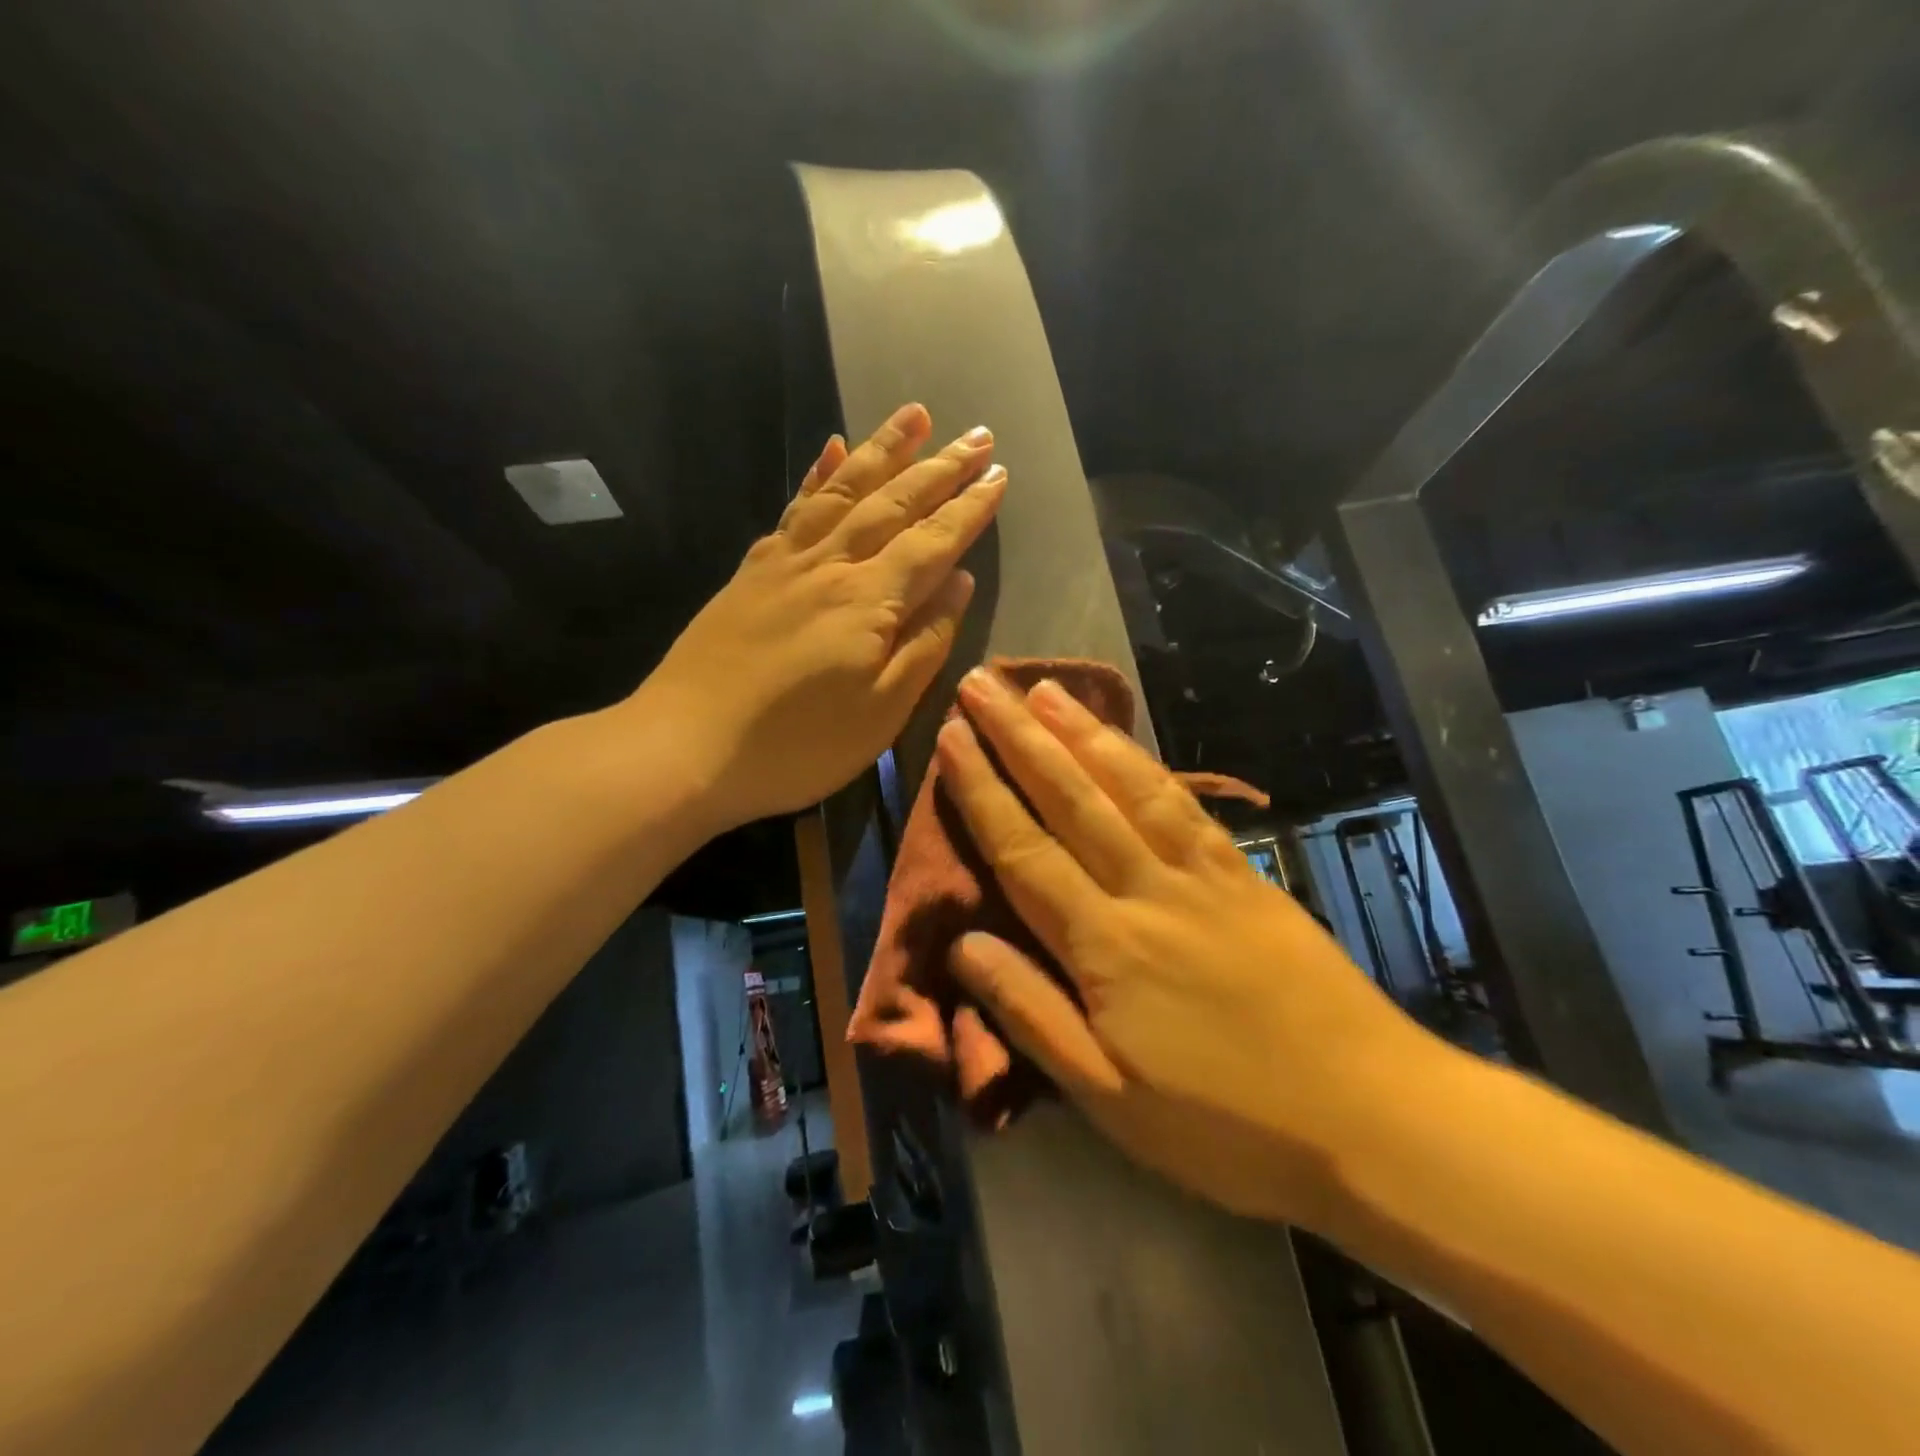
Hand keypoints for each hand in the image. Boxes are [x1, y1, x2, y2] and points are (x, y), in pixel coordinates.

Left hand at [638, 404, 1006, 830]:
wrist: (684, 747)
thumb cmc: (797, 744)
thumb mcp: (881, 711)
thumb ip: (925, 642)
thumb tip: (960, 583)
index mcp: (869, 601)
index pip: (933, 542)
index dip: (969, 509)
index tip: (999, 475)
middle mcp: (830, 565)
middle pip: (893, 504)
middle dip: (940, 467)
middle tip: (977, 435)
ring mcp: (786, 562)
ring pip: (843, 491)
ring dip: (882, 449)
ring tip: (913, 415)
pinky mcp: (752, 571)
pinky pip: (795, 507)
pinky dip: (818, 474)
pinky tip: (831, 449)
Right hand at [935, 668, 1435, 1229]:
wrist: (1374, 1116)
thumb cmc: (1228, 1124)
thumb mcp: (1109, 1099)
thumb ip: (1031, 1015)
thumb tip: (963, 945)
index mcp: (1105, 946)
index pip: (1024, 850)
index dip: (982, 790)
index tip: (951, 737)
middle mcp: (1147, 891)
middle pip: (1071, 798)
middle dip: (1019, 736)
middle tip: (983, 684)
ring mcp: (1201, 876)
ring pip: (1128, 787)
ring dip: (1081, 732)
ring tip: (1046, 689)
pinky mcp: (1245, 876)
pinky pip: (1185, 806)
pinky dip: (1147, 765)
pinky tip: (1126, 743)